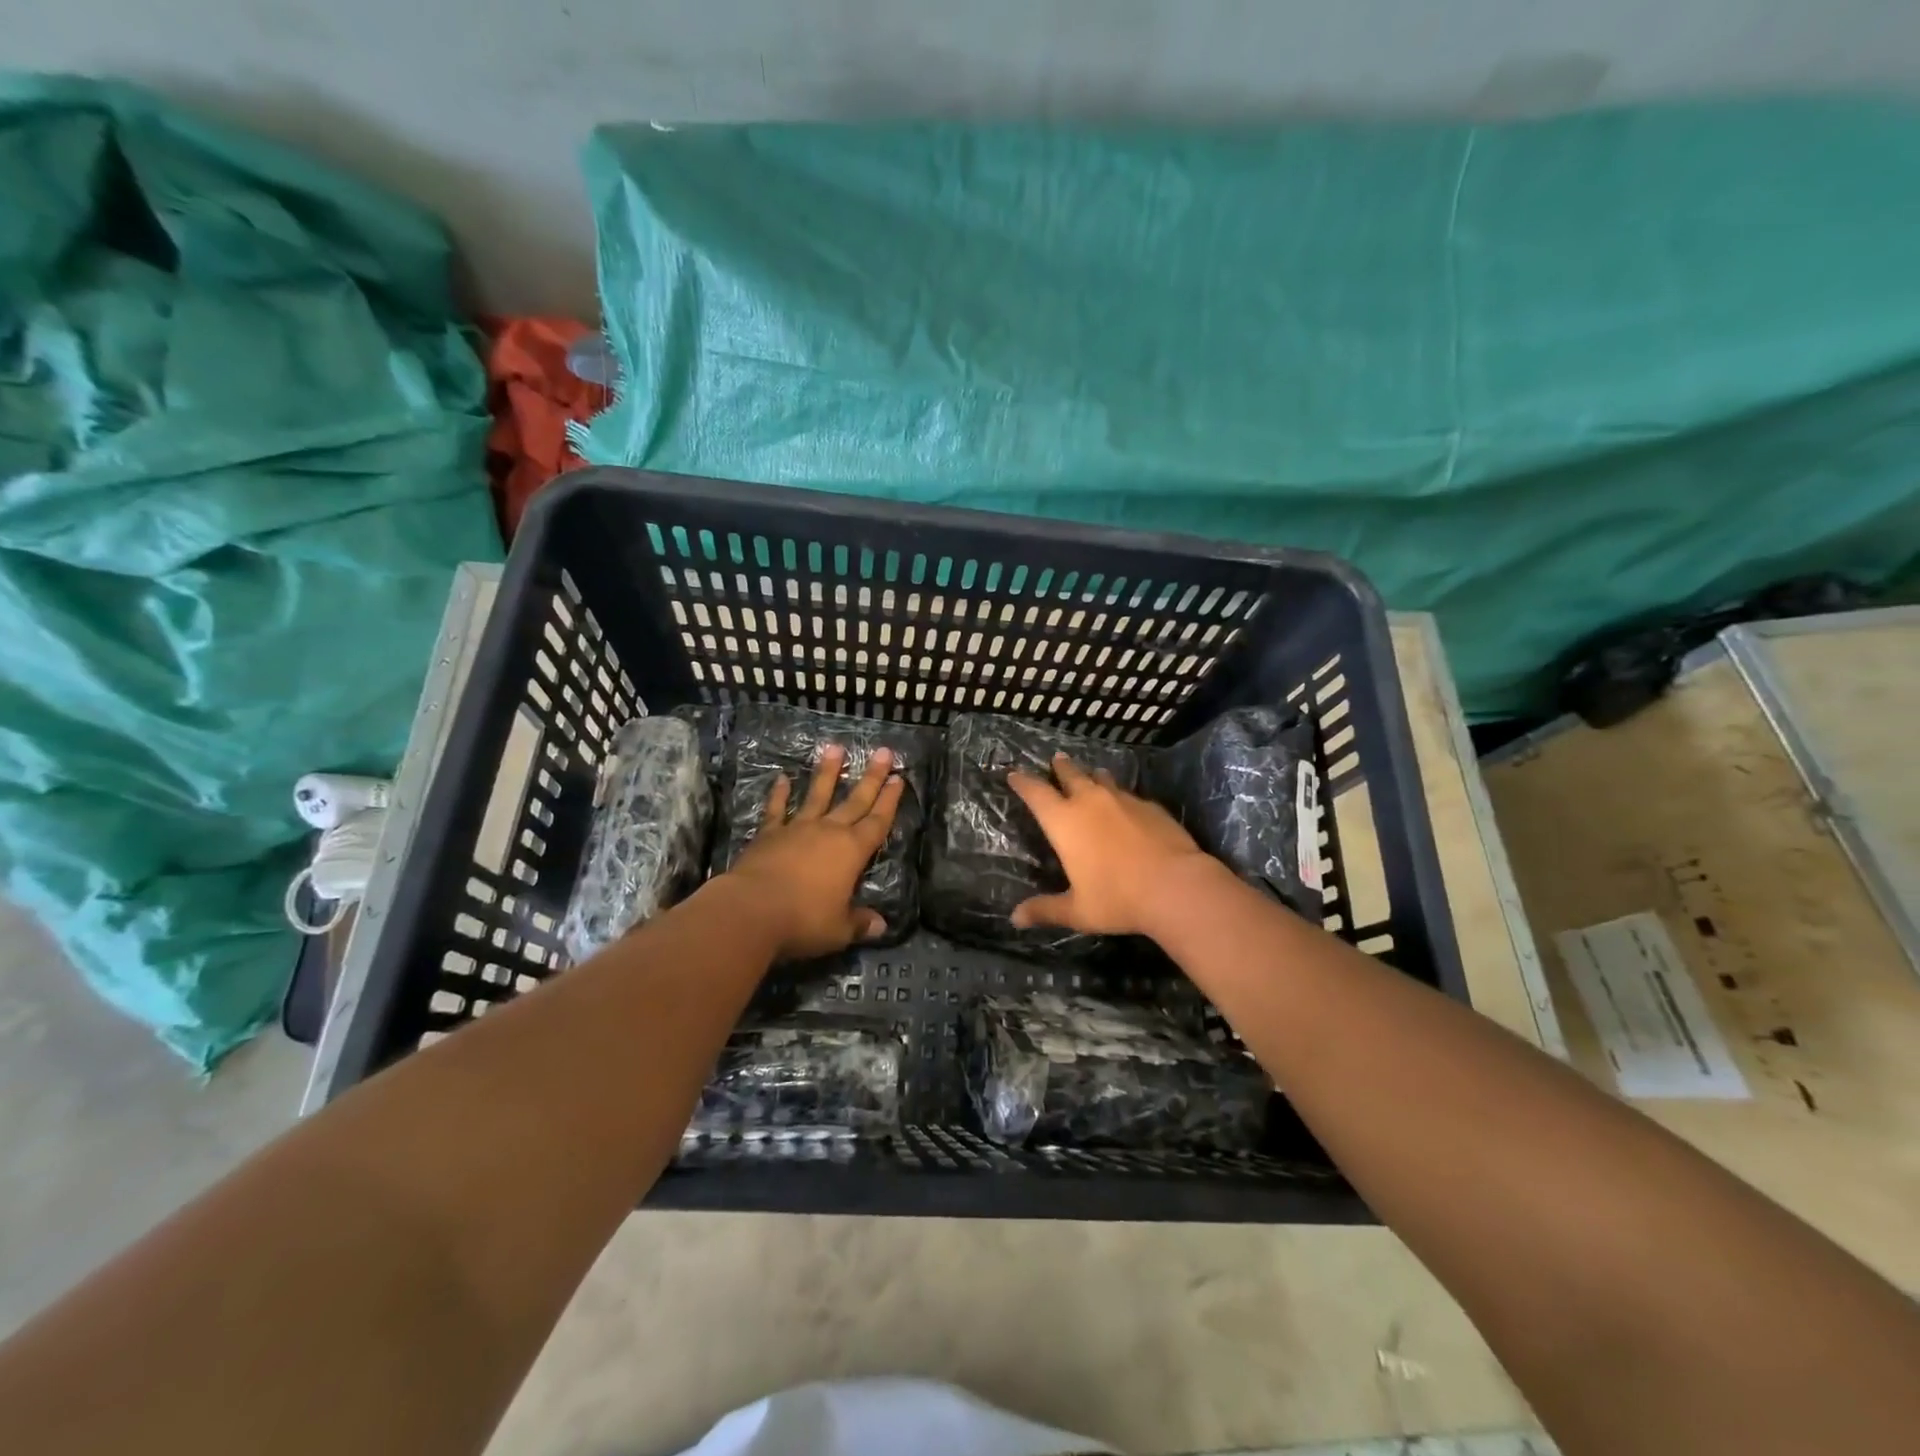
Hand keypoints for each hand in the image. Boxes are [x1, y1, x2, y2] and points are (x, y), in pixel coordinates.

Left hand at [725, 743, 904, 959]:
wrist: (751, 911)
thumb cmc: (803, 920)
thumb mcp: (839, 929)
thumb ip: (859, 923)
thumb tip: (881, 926)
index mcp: (852, 852)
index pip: (877, 822)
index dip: (890, 801)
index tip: (899, 778)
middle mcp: (829, 832)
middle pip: (855, 800)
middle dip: (872, 777)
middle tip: (883, 752)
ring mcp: (797, 829)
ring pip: (817, 795)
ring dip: (827, 772)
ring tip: (835, 748)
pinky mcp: (768, 834)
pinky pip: (776, 810)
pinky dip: (779, 794)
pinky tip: (782, 778)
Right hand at [1007, 753, 1215, 936]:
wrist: (1176, 885)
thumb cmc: (1117, 898)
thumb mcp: (1077, 911)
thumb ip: (1045, 910)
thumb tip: (1015, 918)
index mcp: (1064, 822)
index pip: (1036, 793)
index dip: (1022, 782)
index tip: (1014, 774)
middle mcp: (1090, 802)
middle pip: (1070, 775)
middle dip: (1060, 767)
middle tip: (1056, 759)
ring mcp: (1123, 800)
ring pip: (1102, 778)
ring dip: (1093, 775)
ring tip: (1092, 774)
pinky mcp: (1150, 806)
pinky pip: (1128, 794)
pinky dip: (1120, 795)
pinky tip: (1126, 804)